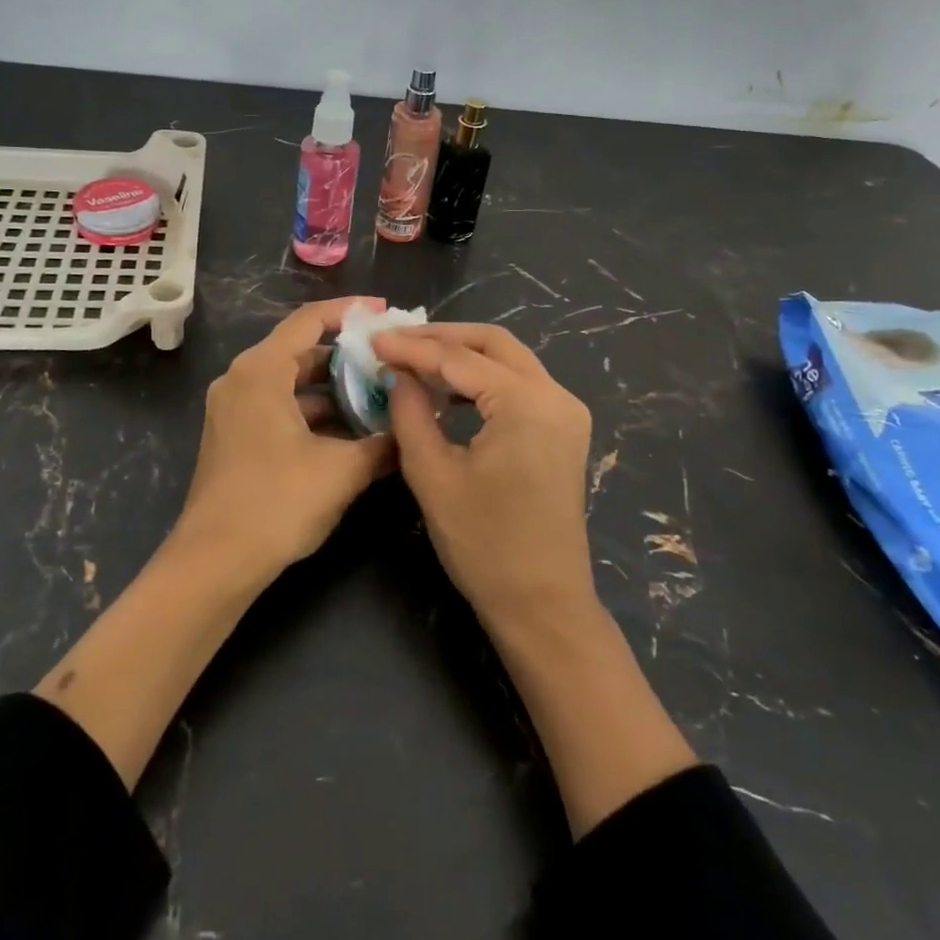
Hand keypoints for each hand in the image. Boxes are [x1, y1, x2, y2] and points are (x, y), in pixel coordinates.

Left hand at [176, 297, 395, 578]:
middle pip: (301, 350)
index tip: (386, 313)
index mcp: (261, 370)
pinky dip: (313, 413)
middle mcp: (242, 379)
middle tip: (391, 363)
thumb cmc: (277, 502)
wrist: (214, 562)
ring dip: (333, 390)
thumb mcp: (341, 470)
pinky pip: (279, 407)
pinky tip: (349, 433)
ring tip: (380, 399)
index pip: (309, 320)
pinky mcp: (234, 435)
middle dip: (347, 357)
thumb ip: (382, 444)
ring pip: (292, 383)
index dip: (350, 312)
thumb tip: (412, 430)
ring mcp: (233, 409)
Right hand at [372, 323, 596, 623]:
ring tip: (414, 359)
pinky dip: (483, 377)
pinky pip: (521, 383)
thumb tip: (397, 373)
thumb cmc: (484, 545)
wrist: (543, 603)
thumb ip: (410, 413)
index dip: (412, 347)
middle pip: (493, 343)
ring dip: (463, 354)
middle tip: (396, 341)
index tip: (373, 340)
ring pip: (510, 359)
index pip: (459, 359)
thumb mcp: (433, 475)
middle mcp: (556, 395)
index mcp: (526, 404)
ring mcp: (566, 411)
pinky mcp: (564, 428)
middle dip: (442, 337)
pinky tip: (447, 388)